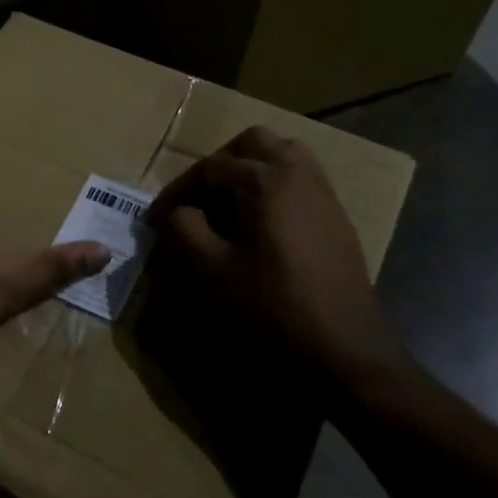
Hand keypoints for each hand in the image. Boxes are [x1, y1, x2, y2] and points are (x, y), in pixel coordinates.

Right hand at [146, 126, 399, 374]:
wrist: (344, 353)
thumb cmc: (271, 309)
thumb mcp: (210, 271)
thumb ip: (183, 229)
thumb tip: (178, 213)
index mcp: (266, 179)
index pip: (209, 167)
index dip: (175, 191)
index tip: (153, 221)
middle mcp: (299, 174)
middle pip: (252, 144)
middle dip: (218, 165)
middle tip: (195, 200)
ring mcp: (324, 196)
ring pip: (282, 157)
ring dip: (249, 172)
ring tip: (225, 207)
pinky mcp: (336, 221)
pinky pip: (300, 182)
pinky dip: (273, 189)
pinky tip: (257, 228)